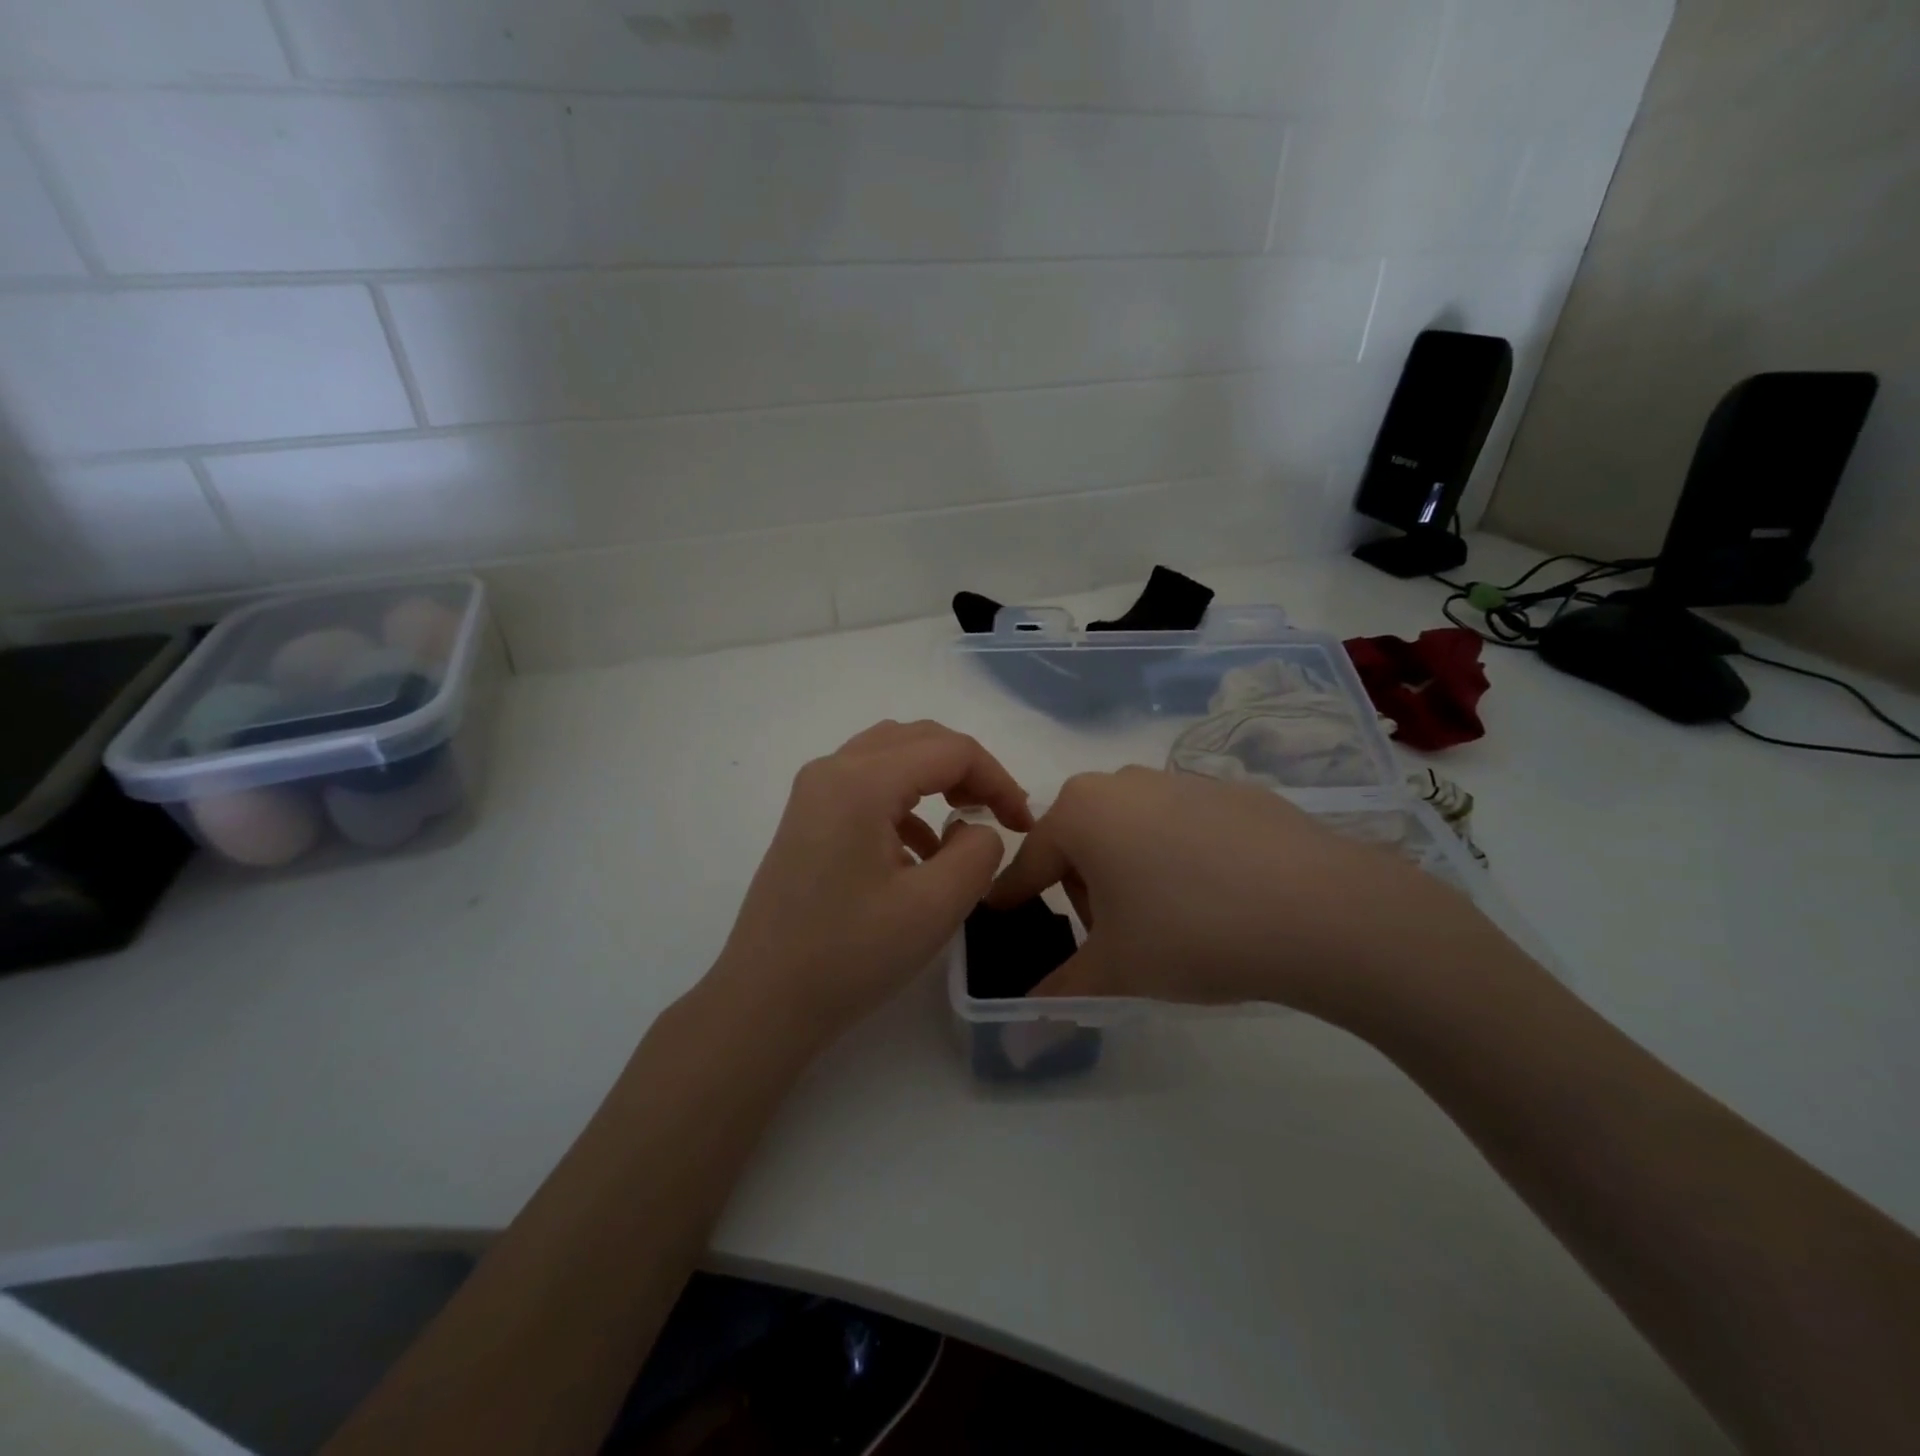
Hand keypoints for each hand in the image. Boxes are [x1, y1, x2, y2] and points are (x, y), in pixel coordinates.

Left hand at [709, 720, 1032, 1044]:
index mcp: (861, 782)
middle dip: (968, 770)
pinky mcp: (807, 818)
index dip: (997, 779)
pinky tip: (920, 851)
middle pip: (919, 740)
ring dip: (936, 780)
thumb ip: (978, 852)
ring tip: (965, 825)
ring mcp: (813, 792)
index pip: (950, 751)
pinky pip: (867, 786)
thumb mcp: (934, 907)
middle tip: (1000, 812)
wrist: (763, 1002)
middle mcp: (832, 770)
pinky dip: (905, 802)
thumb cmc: (849, 956)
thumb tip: (978, 828)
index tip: (1023, 822)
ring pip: (891, 756)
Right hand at [986, 766, 1508, 1025]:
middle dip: (1084, 892)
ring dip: (1129, 873)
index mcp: (1080, 812)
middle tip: (1114, 940)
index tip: (1004, 923)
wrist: (1324, 910)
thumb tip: (1019, 1035)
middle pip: (1080, 843)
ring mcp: (1180, 780)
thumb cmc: (1192, 932)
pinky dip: (1179, 859)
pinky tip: (1218, 898)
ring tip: (1168, 923)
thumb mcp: (1116, 972)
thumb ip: (1059, 994)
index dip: (1013, 901)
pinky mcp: (1230, 791)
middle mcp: (1122, 782)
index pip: (1029, 865)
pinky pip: (1181, 827)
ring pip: (1130, 831)